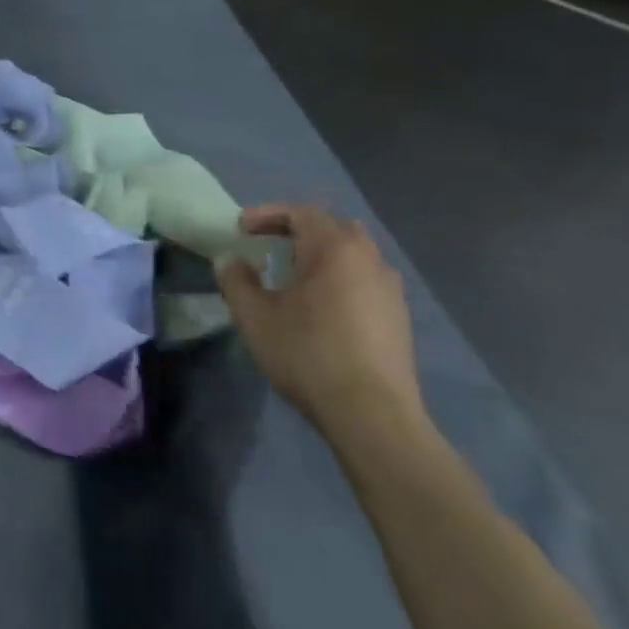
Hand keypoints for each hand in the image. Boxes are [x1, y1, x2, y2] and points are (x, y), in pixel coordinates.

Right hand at [216, 205, 422, 442]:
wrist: (372, 415)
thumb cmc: (308, 354)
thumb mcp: (255, 316)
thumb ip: (236, 281)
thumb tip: (230, 260)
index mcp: (335, 250)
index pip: (300, 213)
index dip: (267, 215)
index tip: (241, 230)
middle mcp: (369, 260)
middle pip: (332, 227)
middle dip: (296, 229)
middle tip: (267, 244)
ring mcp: (389, 289)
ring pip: (353, 253)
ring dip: (320, 254)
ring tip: (292, 274)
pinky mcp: (398, 317)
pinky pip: (364, 278)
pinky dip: (339, 276)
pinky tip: (320, 304)